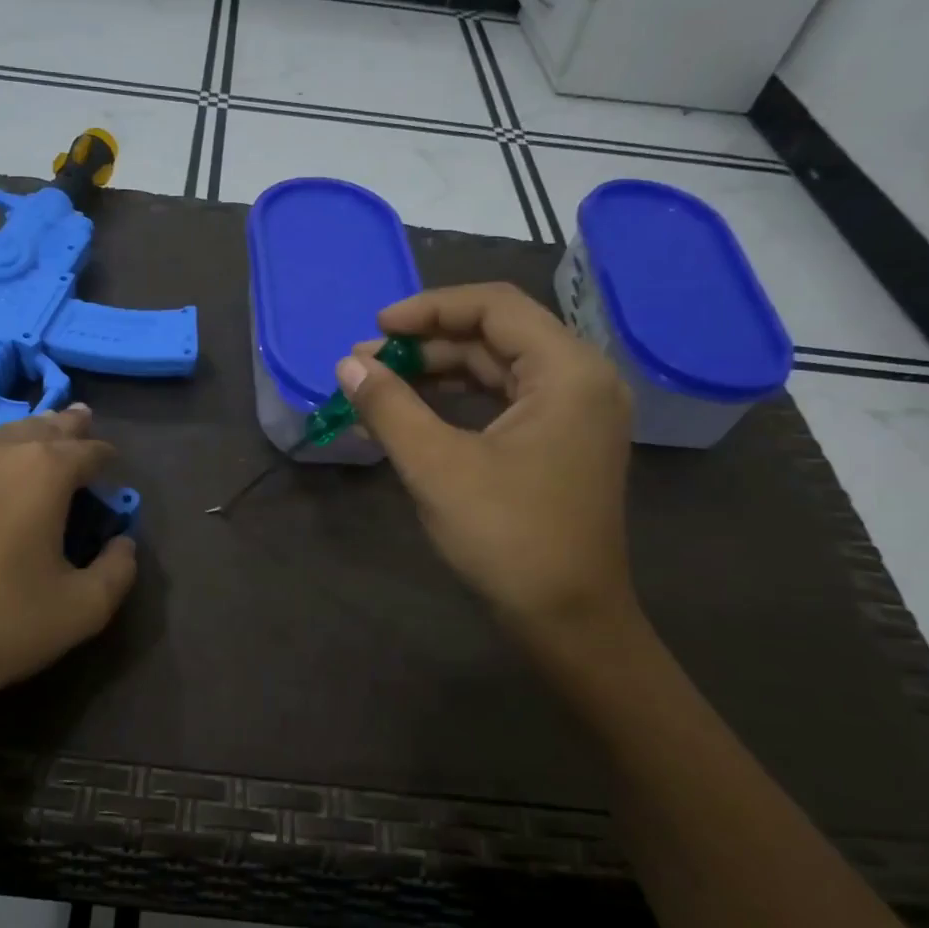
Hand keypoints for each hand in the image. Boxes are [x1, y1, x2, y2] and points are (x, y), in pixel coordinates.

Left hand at [0, 406, 137, 734]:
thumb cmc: (1, 626)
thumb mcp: (84, 610)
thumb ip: (118, 570)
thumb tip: (123, 544)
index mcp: (44, 472)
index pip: (88, 450)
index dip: (107, 456)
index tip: (114, 465)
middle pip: (42, 427)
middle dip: (67, 425)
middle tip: (82, 419)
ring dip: (24, 435)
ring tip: (37, 436)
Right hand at [339, 283, 643, 670]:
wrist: (568, 620)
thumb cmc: (507, 538)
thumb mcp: (436, 466)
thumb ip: (389, 407)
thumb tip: (347, 365)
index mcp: (567, 371)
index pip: (495, 306)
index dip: (428, 309)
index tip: (375, 329)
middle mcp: (581, 379)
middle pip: (496, 334)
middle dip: (427, 344)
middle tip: (366, 363)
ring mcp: (575, 413)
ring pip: (498, 368)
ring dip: (437, 373)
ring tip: (379, 385)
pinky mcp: (561, 442)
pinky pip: (504, 400)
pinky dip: (457, 401)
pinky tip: (412, 414)